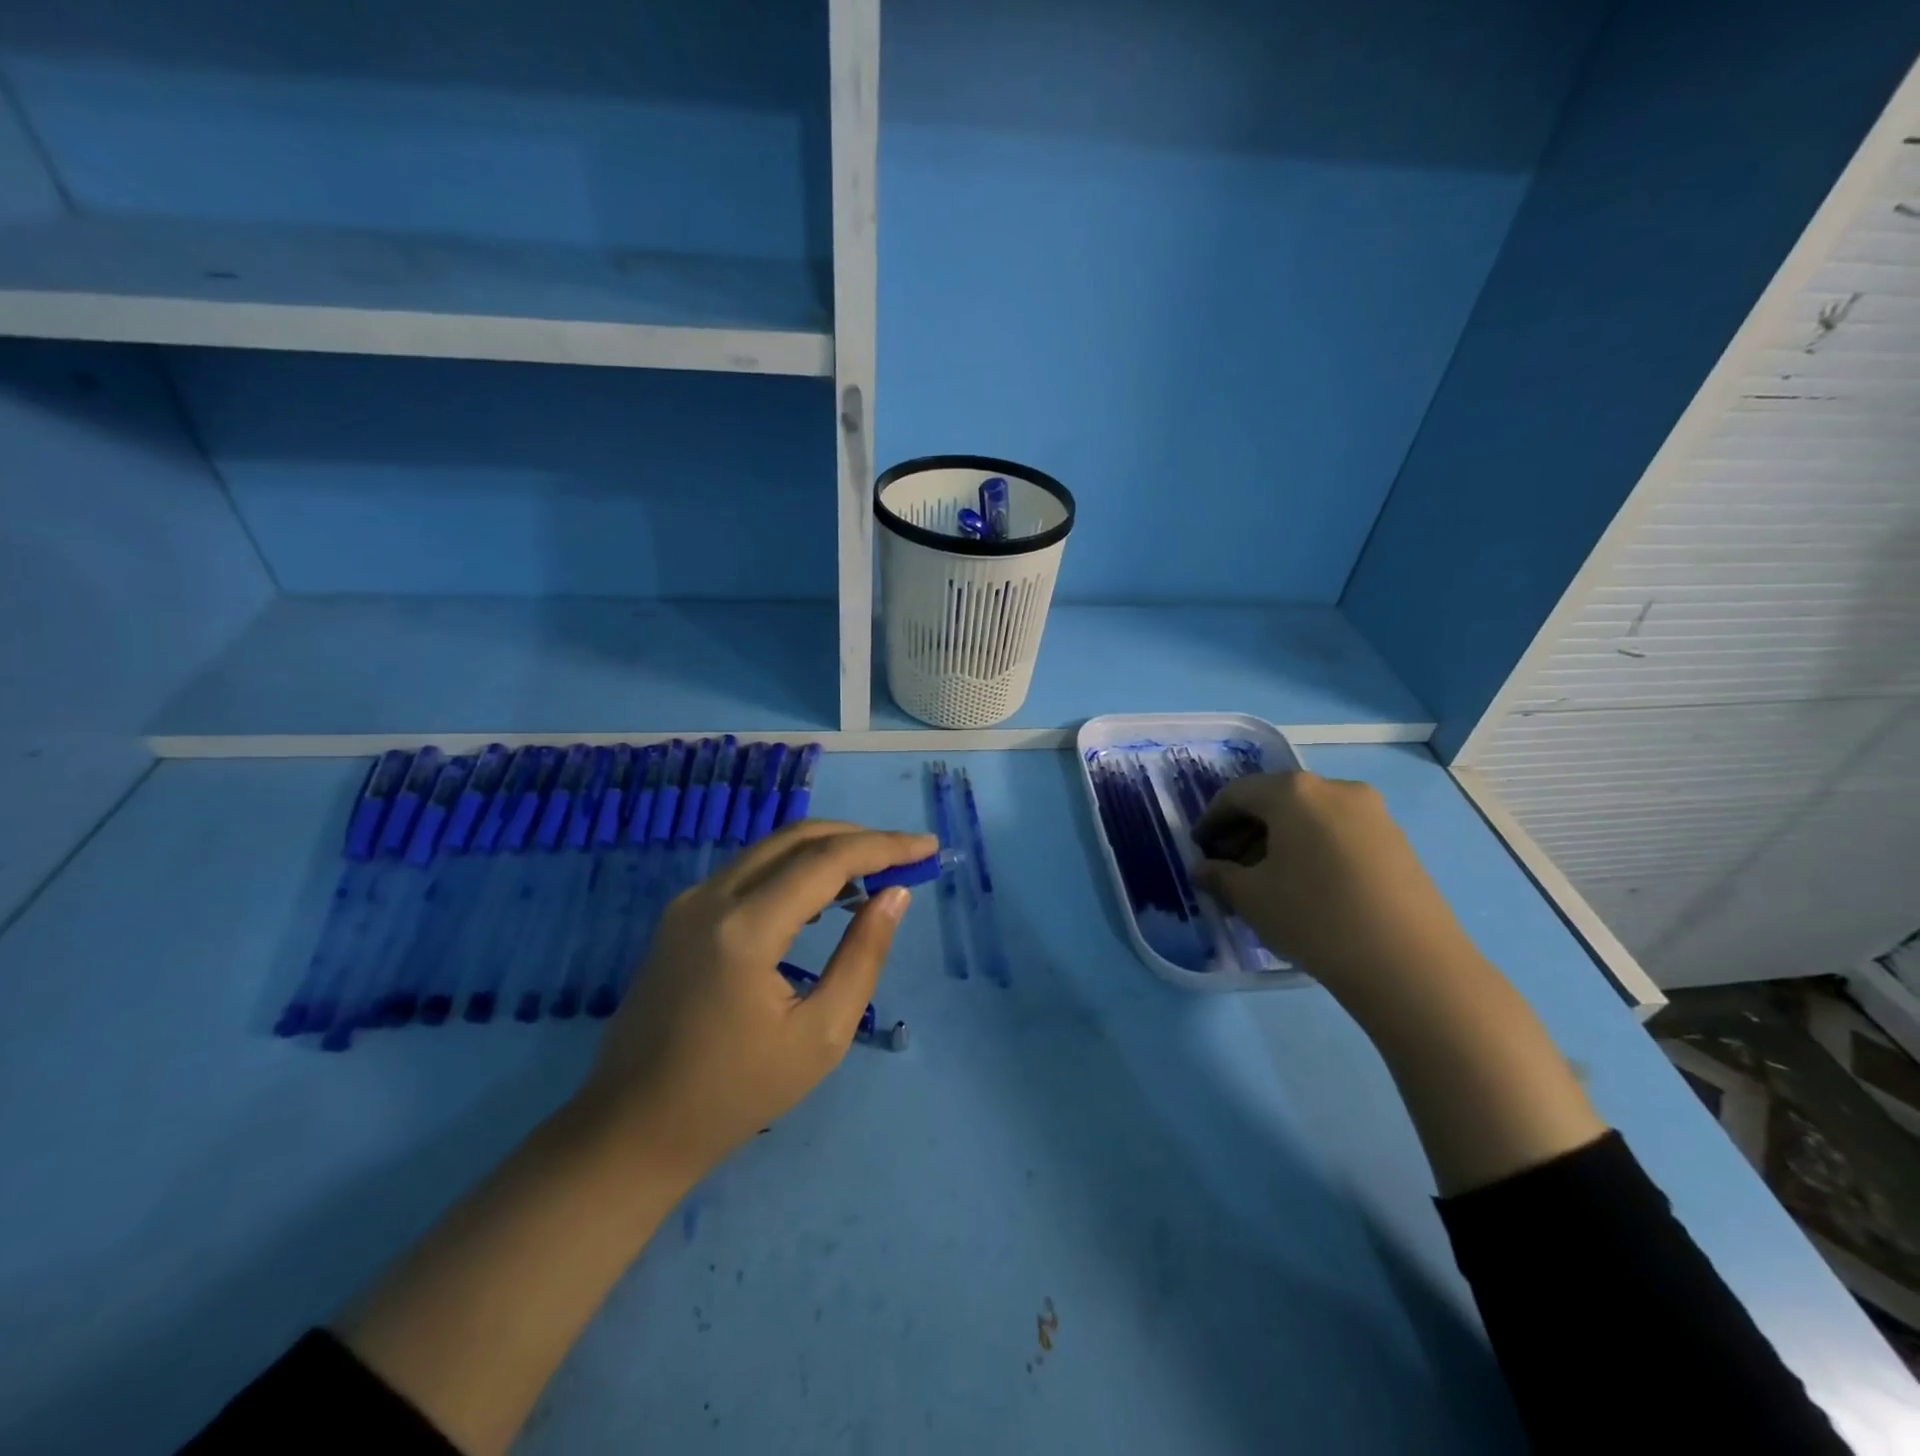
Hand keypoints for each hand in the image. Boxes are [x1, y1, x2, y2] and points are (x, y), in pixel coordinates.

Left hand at [576, 821, 936, 1183]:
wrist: (632, 1129)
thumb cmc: (736, 1094)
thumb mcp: (820, 1035)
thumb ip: (863, 956)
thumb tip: (894, 894)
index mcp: (745, 928)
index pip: (828, 860)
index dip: (885, 846)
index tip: (929, 847)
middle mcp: (712, 897)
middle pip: (798, 838)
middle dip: (860, 838)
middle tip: (907, 855)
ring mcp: (689, 902)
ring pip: (771, 848)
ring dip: (828, 849)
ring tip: (876, 873)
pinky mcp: (681, 915)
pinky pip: (750, 871)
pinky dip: (795, 868)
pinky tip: (825, 894)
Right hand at [1194, 770, 1475, 993]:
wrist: (1409, 963)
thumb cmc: (1314, 917)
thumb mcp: (1251, 898)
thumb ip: (1219, 876)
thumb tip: (1203, 869)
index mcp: (1293, 792)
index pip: (1237, 794)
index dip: (1211, 820)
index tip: (1200, 849)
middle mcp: (1335, 789)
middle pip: (1276, 801)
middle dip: (1246, 832)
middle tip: (1230, 868)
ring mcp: (1373, 813)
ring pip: (1309, 818)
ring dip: (1279, 842)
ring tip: (1267, 882)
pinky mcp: (1397, 841)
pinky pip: (1338, 833)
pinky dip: (1312, 850)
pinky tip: (1307, 887)